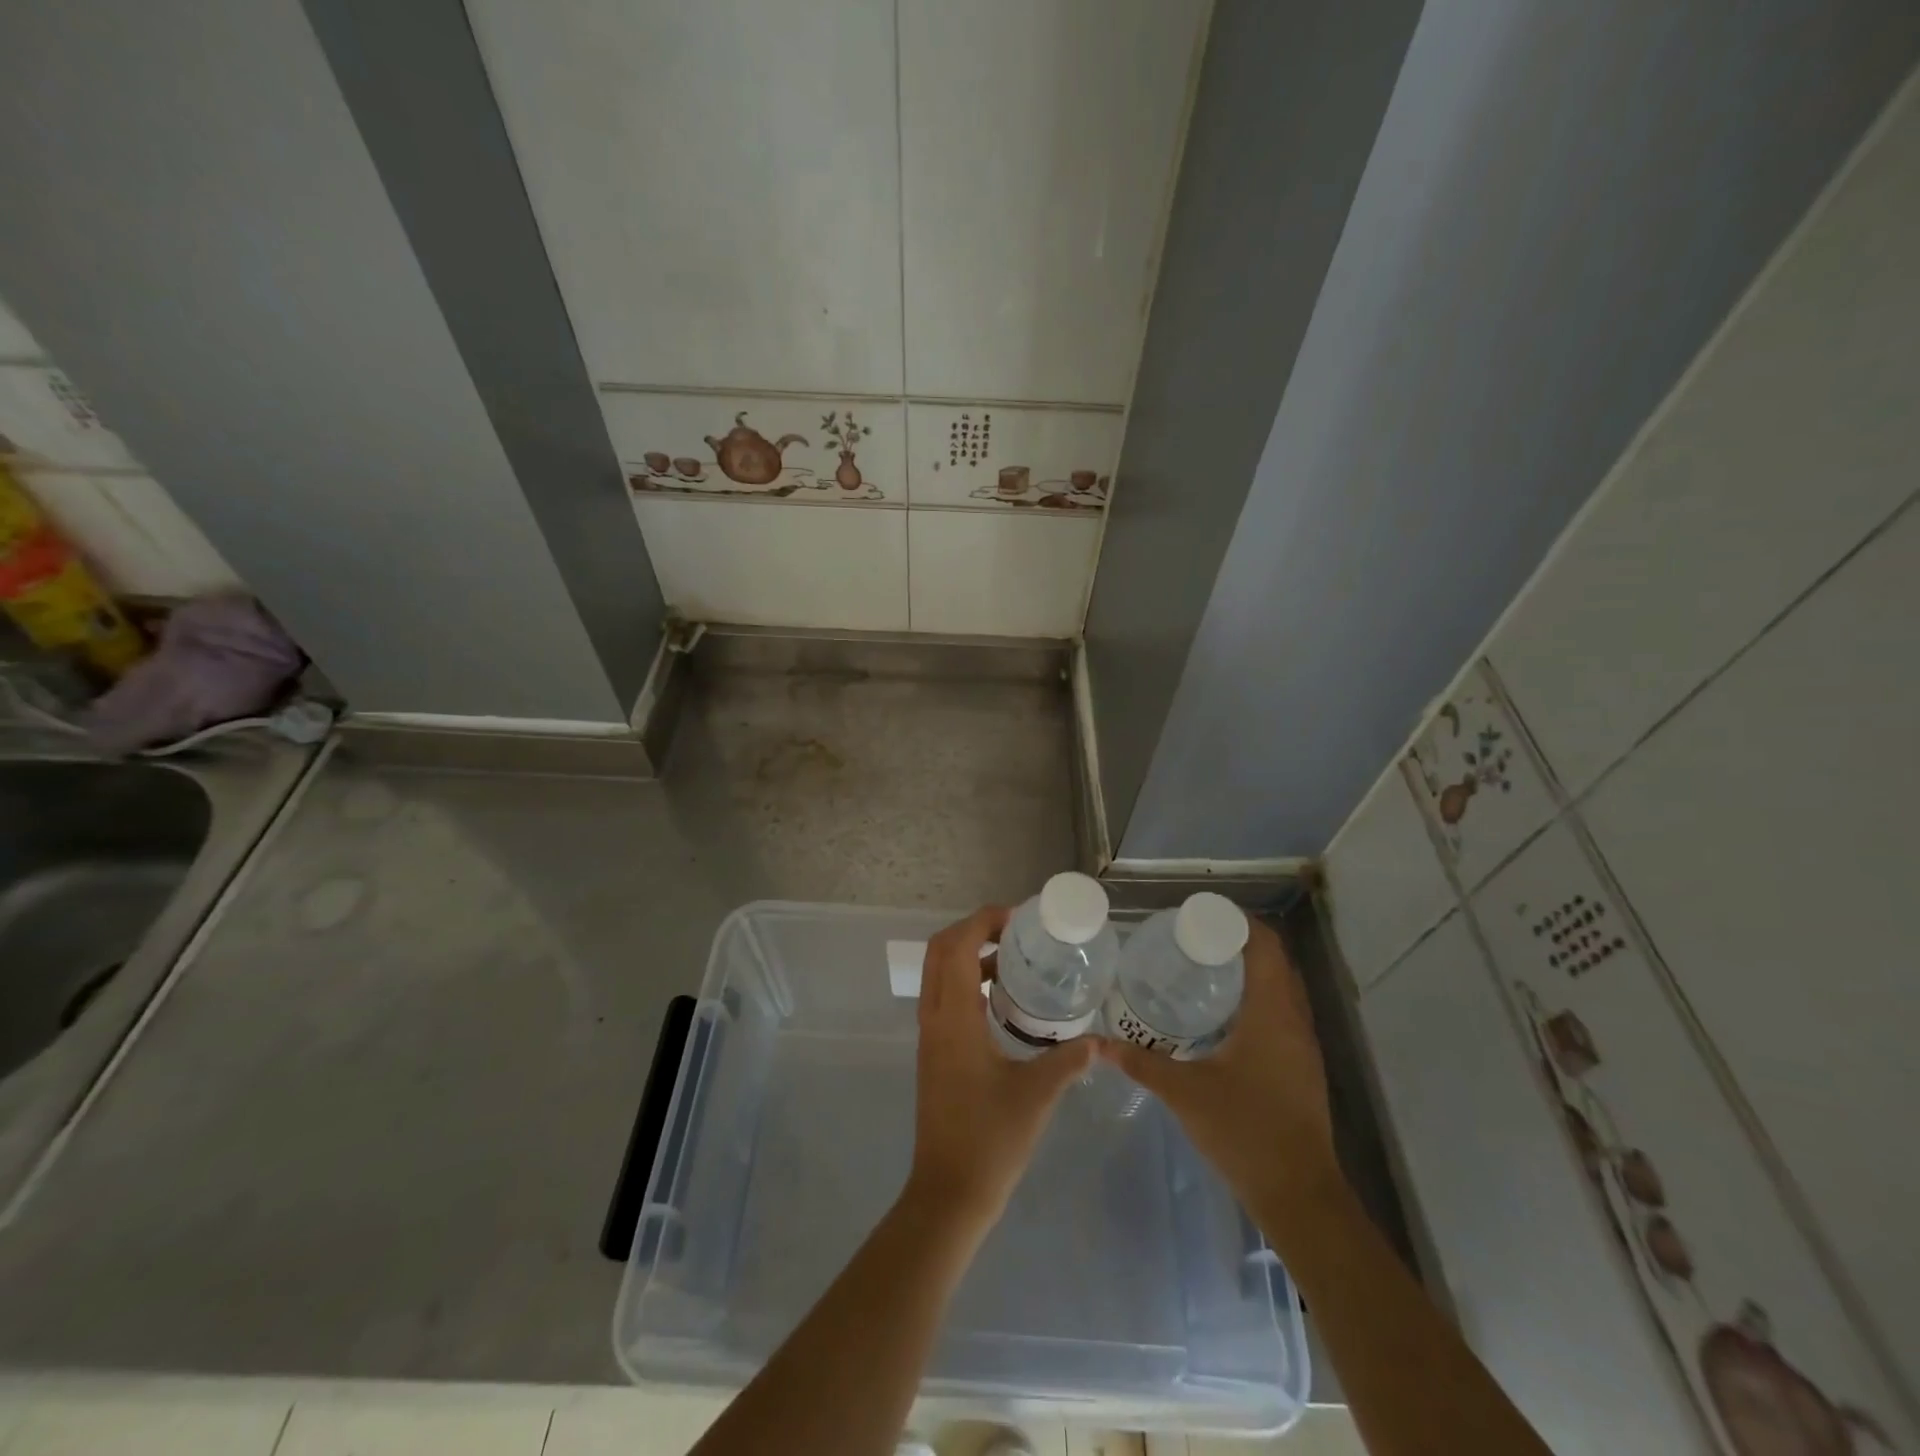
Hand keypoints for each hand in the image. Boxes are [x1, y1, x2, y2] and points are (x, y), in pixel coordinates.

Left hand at [905, 906, 1094, 1235]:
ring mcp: (930, 1036)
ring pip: (939, 973)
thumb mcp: (1038, 1094)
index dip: (982, 920)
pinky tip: (1002, 999)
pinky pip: (944, 997)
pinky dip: (966, 981)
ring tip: (1014, 959)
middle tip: (1016, 933)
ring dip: (969, 955)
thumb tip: (1102, 1040)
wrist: (948, 1194)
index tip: (1018, 918)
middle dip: (974, 930)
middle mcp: (934, 1018)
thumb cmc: (990, 1140)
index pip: (955, 945)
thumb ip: (1070, 1060)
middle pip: (940, 950)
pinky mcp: (934, 1052)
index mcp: (953, 1018)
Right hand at [1097, 917, 1339, 1219]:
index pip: (1265, 946)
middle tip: (1193, 940)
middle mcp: (1294, 1020)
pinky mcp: (1301, 1066)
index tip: (1201, 916)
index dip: (1238, 923)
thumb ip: (1141, 1063)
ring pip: (1282, 988)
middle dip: (1238, 943)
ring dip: (1251, 971)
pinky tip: (1223, 1015)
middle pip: (1275, 962)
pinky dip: (1257, 998)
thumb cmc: (1244, 1130)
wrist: (1299, 1194)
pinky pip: (1282, 1012)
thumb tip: (1098, 1043)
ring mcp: (1303, 1045)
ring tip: (1204, 968)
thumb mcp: (1184, 1092)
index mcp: (1271, 1012)